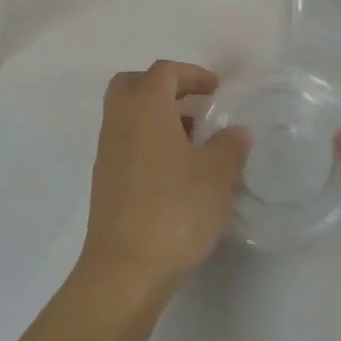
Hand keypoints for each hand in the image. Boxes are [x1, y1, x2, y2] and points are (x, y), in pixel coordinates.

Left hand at [79, 61, 250, 299]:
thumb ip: (230, 147)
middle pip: (132, 84)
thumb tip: (235, 132)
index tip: (215, 90)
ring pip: (127, 115)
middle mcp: (119, 122)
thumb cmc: (175, 210)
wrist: (125, 268)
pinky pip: (125, 143)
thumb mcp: (217, 176)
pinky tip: (174, 172)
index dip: (191, 74)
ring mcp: (107, 152)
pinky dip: (147, 142)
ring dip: (156, 116)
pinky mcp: (105, 181)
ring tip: (191, 141)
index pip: (163, 72)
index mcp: (145, 108)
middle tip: (193, 105)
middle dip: (163, 86)